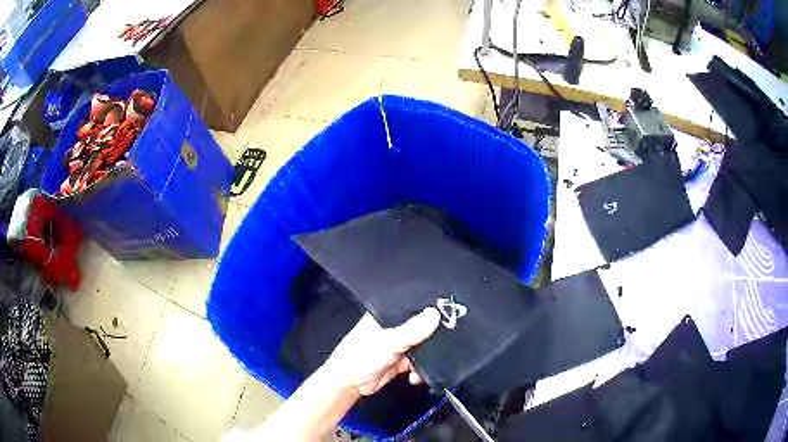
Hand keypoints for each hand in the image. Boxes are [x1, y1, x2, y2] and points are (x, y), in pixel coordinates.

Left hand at [322, 307, 440, 396]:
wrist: (349, 384)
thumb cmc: (362, 356)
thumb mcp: (389, 342)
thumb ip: (412, 331)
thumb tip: (436, 314)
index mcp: (386, 314)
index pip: (412, 305)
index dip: (430, 308)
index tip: (450, 313)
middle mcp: (393, 327)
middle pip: (421, 327)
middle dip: (432, 336)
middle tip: (449, 341)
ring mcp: (398, 344)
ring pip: (422, 346)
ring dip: (427, 357)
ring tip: (430, 364)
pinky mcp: (401, 361)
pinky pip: (419, 362)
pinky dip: (421, 369)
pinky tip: (417, 376)